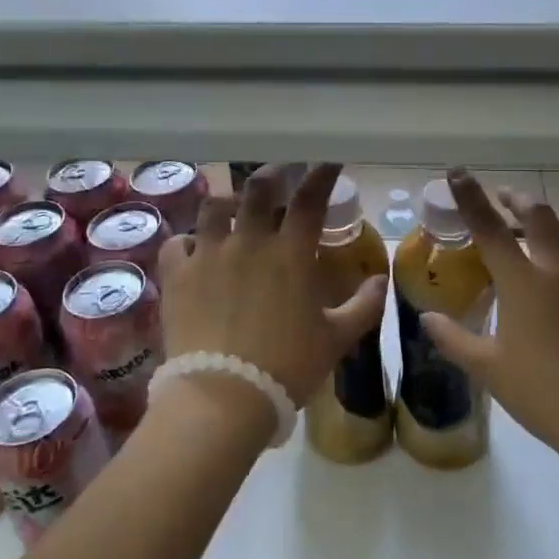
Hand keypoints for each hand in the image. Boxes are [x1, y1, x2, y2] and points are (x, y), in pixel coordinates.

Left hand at [157, 163, 387, 411]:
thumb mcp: (336, 339)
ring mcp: (208, 254)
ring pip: (214, 207)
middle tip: (279, 174)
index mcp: (291, 253)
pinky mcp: (177, 275)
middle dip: (272, 174)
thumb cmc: (288, 366)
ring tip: (233, 209)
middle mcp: (249, 241)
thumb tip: (382, 279)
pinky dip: (187, 242)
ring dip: (228, 203)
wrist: (223, 396)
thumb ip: (363, 306)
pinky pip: (177, 243)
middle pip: (258, 188)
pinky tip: (193, 250)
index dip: (322, 175)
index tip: (329, 162)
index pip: (310, 199)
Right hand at [422, 169, 558, 464]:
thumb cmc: (542, 393)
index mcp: (524, 283)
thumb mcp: (488, 369)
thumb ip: (454, 339)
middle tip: (504, 198)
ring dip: (548, 242)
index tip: (458, 171)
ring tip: (536, 259)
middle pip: (539, 217)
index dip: (471, 196)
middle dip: (517, 200)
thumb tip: (427, 319)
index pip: (490, 227)